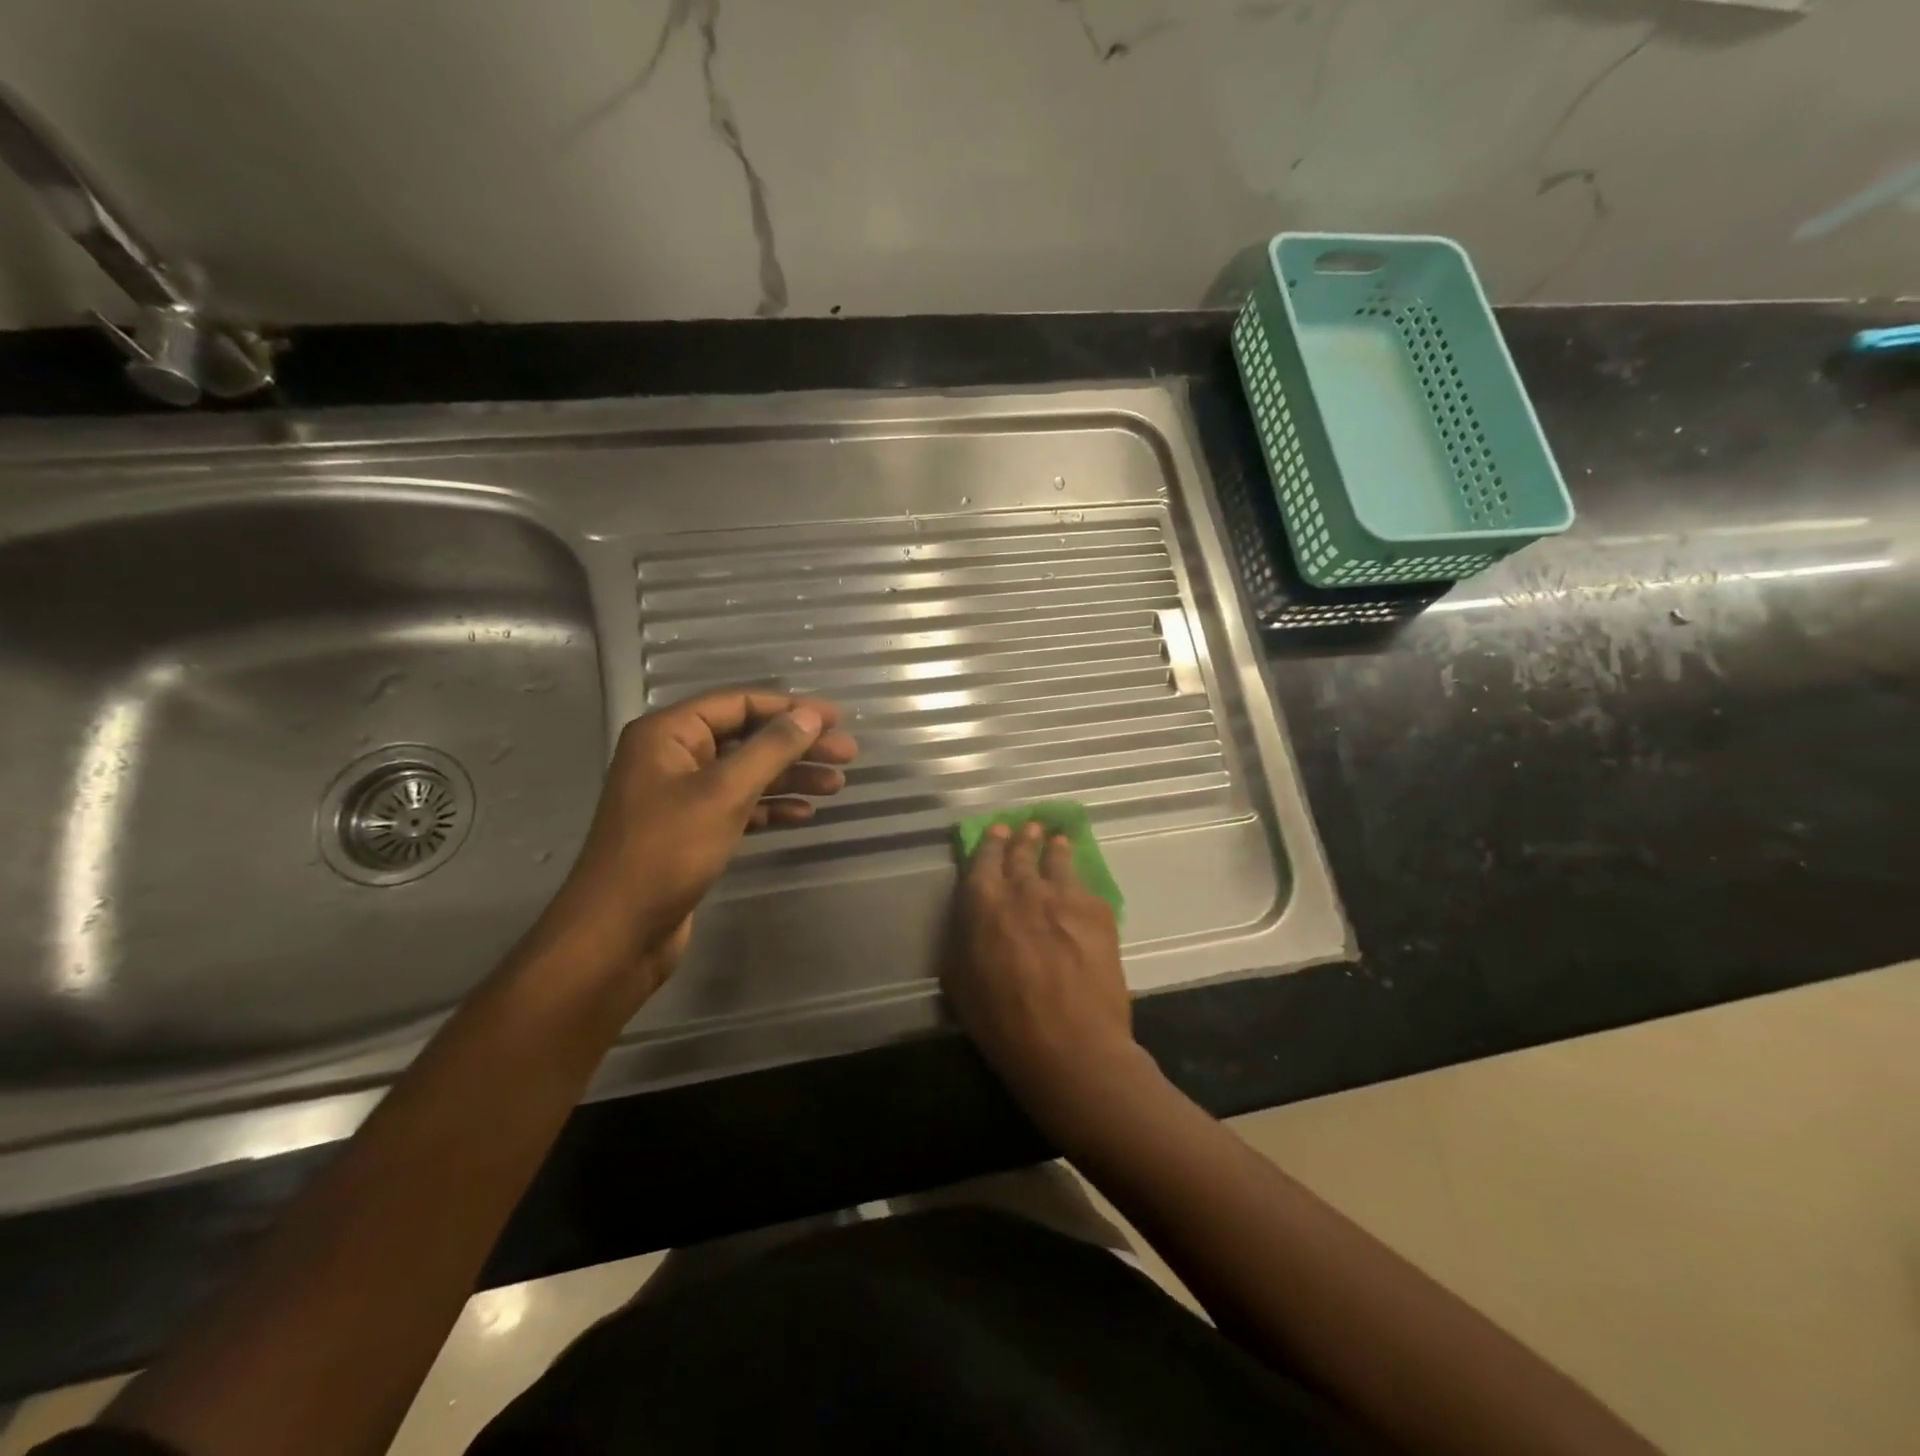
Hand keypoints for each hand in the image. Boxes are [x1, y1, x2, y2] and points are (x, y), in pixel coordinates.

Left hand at [527, 689, 856, 999]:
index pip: (738, 703)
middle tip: (847, 754)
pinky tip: (804, 813)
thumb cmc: (667, 851)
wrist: (618, 933)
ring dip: (790, 777)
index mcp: (668, 734)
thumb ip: (770, 749)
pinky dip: (770, 807)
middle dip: (797, 745)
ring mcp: (681, 796)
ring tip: (836, 785)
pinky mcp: (691, 831)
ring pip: (746, 774)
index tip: (836, 719)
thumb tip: (809, 716)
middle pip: (746, 737)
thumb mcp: (724, 792)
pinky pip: (738, 806)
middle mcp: (672, 757)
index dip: (790, 707)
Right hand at [944, 821, 1143, 1126]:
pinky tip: (1079, 883)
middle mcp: (1023, 888)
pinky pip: (1084, 886)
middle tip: (1028, 828)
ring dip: (1054, 848)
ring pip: (1057, 860)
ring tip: (1056, 839)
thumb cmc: (1003, 1021)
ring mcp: (1063, 895)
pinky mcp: (1097, 910)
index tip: (998, 830)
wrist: (1070, 1045)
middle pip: (1022, 852)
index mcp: (983, 903)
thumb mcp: (960, 980)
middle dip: (1023, 838)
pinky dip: (1078, 880)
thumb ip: (964, 937)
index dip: (991, 843)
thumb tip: (972, 919)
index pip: (984, 858)